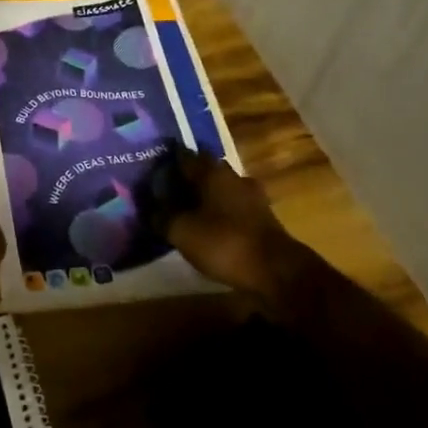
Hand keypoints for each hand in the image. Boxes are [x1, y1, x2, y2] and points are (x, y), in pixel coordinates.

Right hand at [164, 151, 313, 296]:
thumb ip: (162, 217)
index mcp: (211, 171)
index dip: (167, 161)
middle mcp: (232, 176)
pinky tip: (212, 226)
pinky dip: (222, 212)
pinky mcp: (263, 216)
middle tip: (169, 190)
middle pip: (205, 169)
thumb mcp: (182, 232)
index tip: (154, 168)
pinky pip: (235, 206)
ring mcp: (252, 195)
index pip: (183, 155)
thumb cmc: (224, 242)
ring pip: (222, 188)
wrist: (277, 271)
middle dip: (188, 178)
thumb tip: (150, 208)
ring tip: (189, 210)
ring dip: (207, 195)